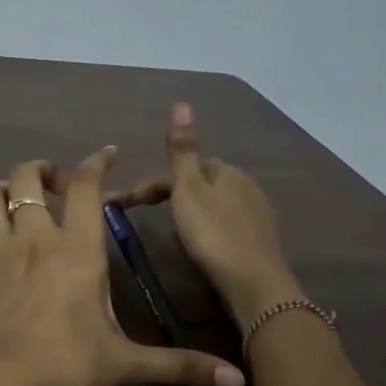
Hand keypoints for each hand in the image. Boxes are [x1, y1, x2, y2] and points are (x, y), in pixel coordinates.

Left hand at [0, 146, 246, 385]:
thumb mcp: (129, 363)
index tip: (105, 154)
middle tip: (55, 184)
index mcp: (76, 249)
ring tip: (9, 196)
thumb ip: (181, 366)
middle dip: (40, 171)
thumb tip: (238, 381)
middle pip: (26, 179)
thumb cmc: (70, 366)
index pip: (86, 188)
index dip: (95, 163)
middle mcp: (32, 240)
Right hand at [111, 103, 296, 310]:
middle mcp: (246, 186)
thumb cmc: (212, 233)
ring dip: (191, 212)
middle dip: (173, 195)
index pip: (183, 167)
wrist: (253, 283)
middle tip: (146, 217)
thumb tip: (182, 103)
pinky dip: (207, 229)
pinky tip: (200, 246)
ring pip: (214, 205)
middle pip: (200, 184)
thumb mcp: (187, 189)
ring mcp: (256, 214)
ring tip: (170, 232)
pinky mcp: (259, 241)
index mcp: (226, 171)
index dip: (153, 183)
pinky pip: (225, 225)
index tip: (126, 204)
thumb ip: (182, 150)